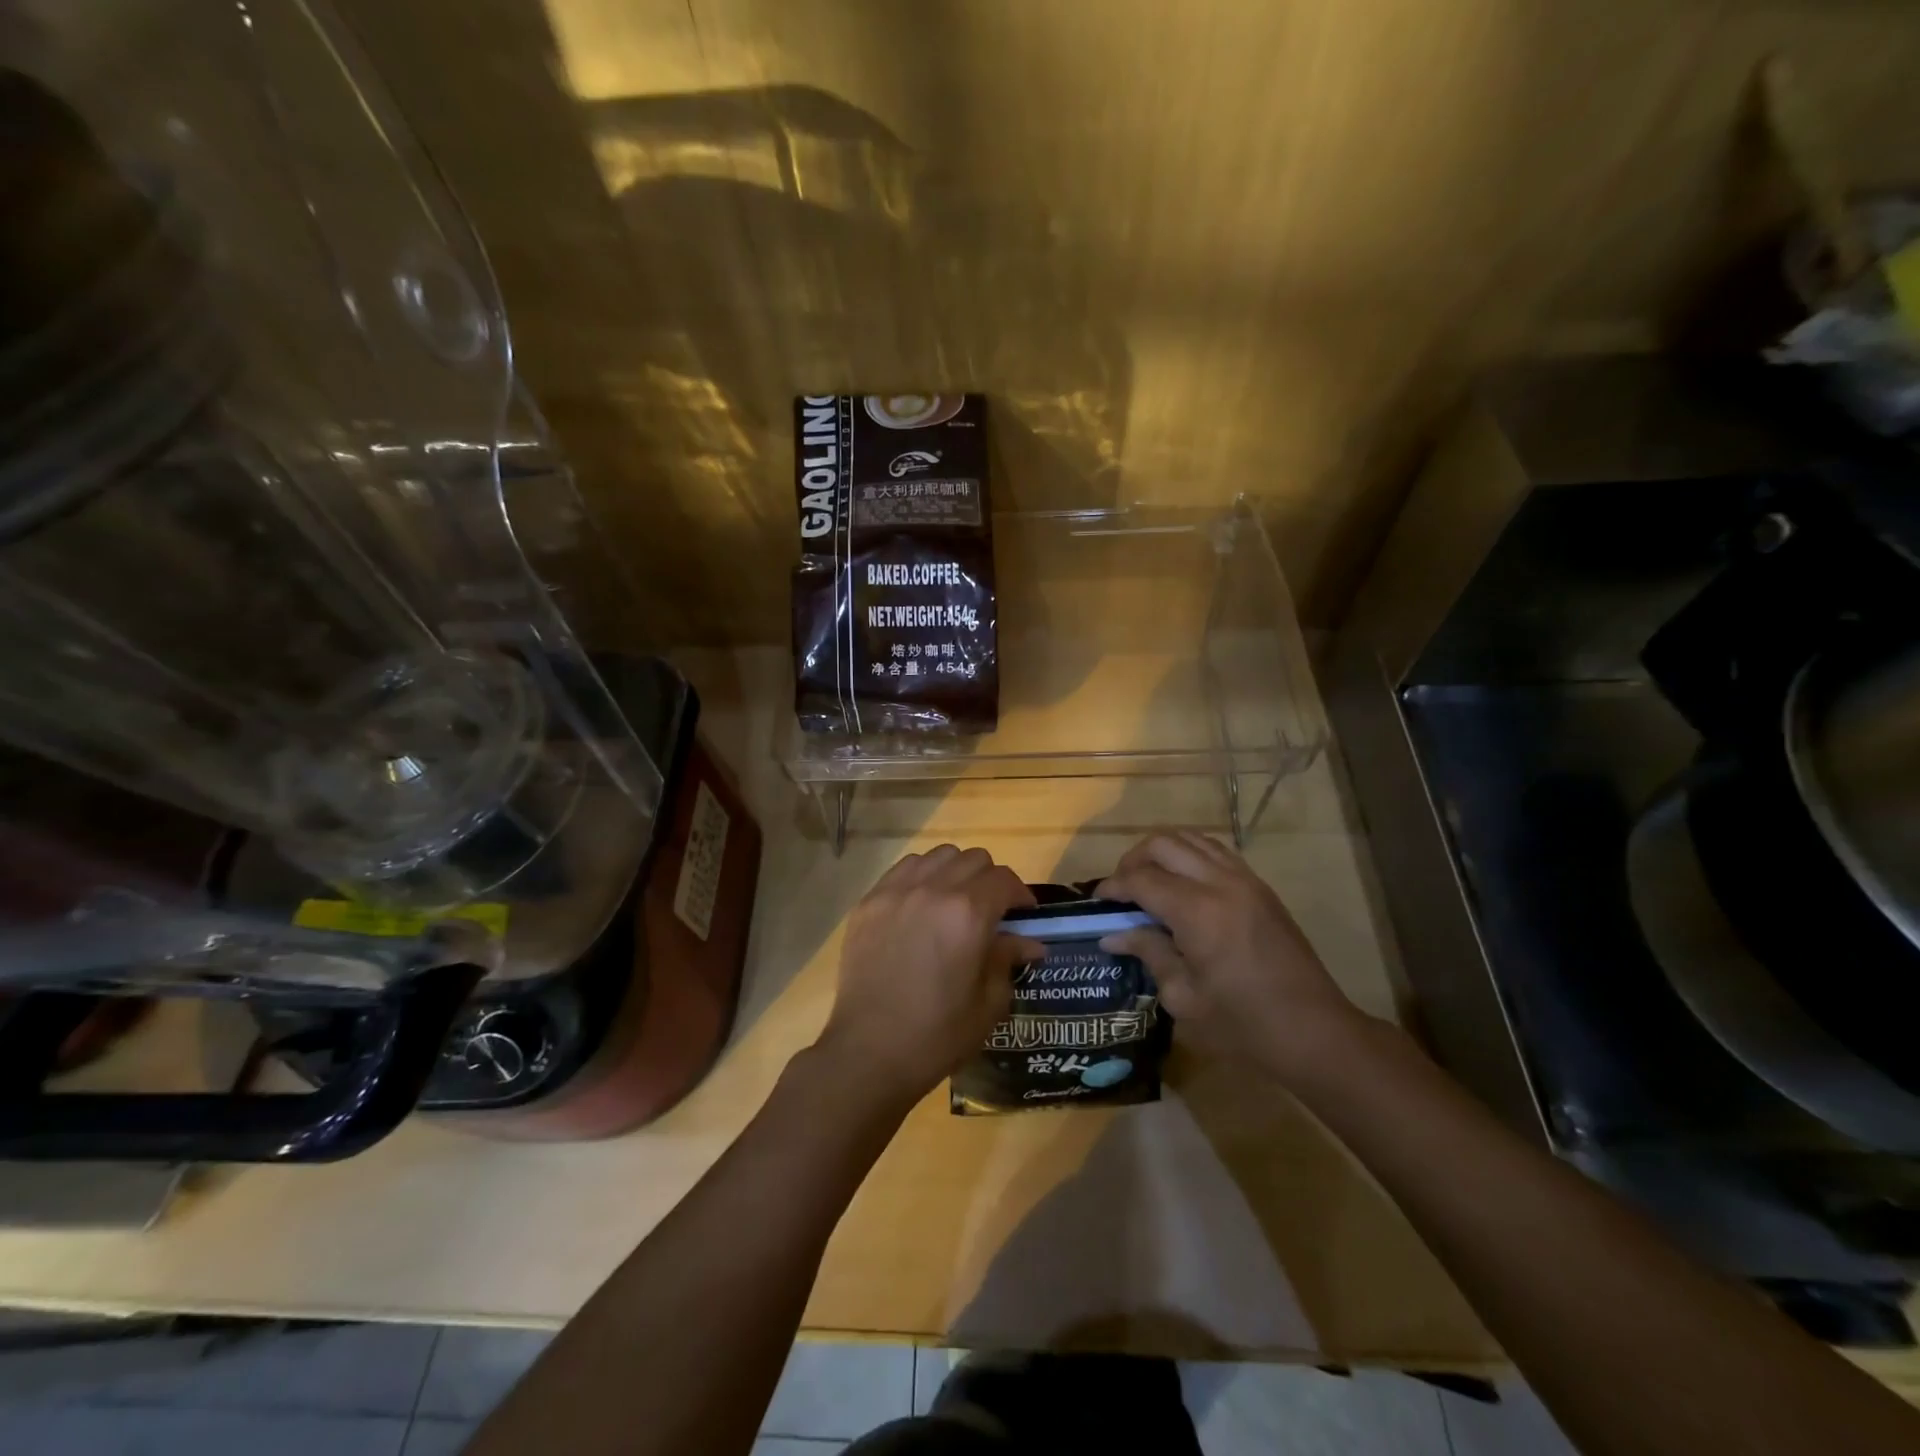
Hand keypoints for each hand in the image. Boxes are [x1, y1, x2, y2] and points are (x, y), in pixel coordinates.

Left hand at [817, 846, 1044, 1105]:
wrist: (869, 1052)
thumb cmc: (937, 1035)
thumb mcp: (988, 1003)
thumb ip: (1008, 960)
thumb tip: (1028, 942)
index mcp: (968, 913)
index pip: (1004, 880)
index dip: (1020, 894)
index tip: (1023, 915)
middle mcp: (933, 889)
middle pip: (973, 859)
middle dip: (990, 881)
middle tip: (991, 911)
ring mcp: (896, 891)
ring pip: (938, 856)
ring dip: (955, 872)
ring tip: (954, 902)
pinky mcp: (869, 902)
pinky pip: (902, 869)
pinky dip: (921, 876)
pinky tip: (921, 905)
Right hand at [1098, 832, 1369, 1085]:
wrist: (1314, 1031)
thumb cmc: (1243, 1025)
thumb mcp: (1184, 997)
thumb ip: (1148, 954)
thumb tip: (1113, 936)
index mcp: (1198, 912)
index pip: (1142, 879)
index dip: (1114, 886)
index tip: (1098, 901)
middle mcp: (1220, 883)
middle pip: (1163, 844)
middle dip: (1134, 860)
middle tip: (1123, 890)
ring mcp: (1245, 880)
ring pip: (1191, 838)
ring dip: (1163, 853)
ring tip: (1150, 881)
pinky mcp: (1261, 887)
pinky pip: (1216, 851)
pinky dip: (1190, 855)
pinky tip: (1183, 884)